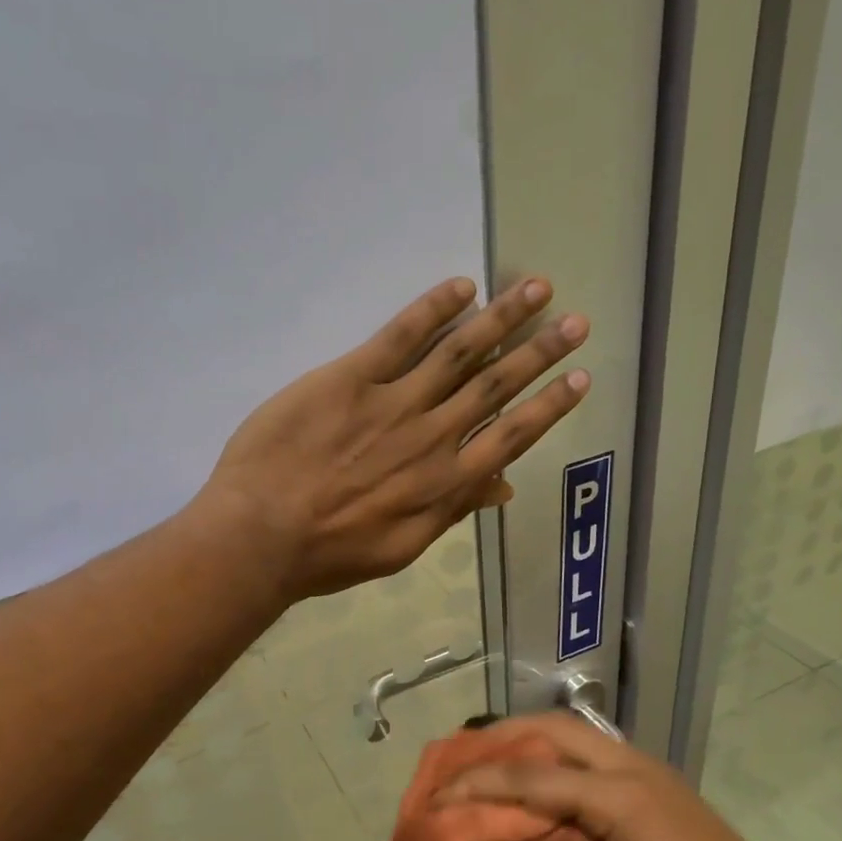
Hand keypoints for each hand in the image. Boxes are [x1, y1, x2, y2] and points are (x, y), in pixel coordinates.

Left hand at [196, 276, 589, 600]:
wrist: (262, 534)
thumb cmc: (330, 553)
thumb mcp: (402, 548)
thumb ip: (452, 512)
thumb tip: (502, 486)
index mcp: (445, 484)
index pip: (510, 436)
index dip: (548, 406)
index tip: (579, 380)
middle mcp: (431, 436)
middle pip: (496, 385)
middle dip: (540, 352)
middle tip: (576, 322)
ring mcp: (392, 403)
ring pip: (459, 352)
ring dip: (501, 318)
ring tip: (536, 287)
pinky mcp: (350, 378)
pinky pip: (400, 336)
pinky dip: (433, 310)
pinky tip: (462, 287)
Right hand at [436, 714, 840, 840]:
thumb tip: (534, 838)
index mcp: (617, 798)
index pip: (532, 777)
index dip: (480, 783)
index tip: (440, 790)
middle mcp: (630, 767)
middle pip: (554, 729)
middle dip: (502, 736)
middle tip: (462, 754)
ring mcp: (648, 769)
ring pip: (576, 732)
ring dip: (531, 738)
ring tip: (493, 757)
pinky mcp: (657, 782)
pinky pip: (594, 750)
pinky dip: (557, 753)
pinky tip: (542, 775)